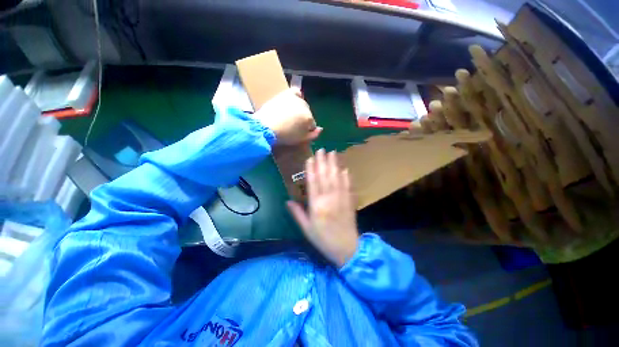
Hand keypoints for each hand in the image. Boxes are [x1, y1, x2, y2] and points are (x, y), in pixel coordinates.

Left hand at [256, 87, 321, 144]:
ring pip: (302, 105)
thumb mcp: (300, 139)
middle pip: (308, 114)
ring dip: (299, 110)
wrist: (266, 127)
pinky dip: (297, 96)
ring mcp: (296, 99)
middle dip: (303, 120)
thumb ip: (313, 135)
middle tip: (293, 125)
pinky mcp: (286, 95)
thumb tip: (320, 129)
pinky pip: (296, 92)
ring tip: (290, 116)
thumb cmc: (285, 136)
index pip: (313, 124)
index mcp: (309, 118)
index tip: (300, 133)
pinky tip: (293, 102)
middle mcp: (305, 106)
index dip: (307, 130)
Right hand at [287, 149, 358, 267]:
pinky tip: (344, 169)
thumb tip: (287, 200)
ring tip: (332, 153)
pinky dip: (346, 177)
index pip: (313, 183)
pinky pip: (347, 186)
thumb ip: (297, 213)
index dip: (311, 169)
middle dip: (323, 162)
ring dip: (334, 165)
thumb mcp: (306, 229)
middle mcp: (329, 198)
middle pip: (325, 176)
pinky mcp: (349, 201)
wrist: (346, 248)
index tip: (310, 158)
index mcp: (316, 205)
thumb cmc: (323, 239)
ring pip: (336, 178)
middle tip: (321, 149)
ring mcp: (341, 198)